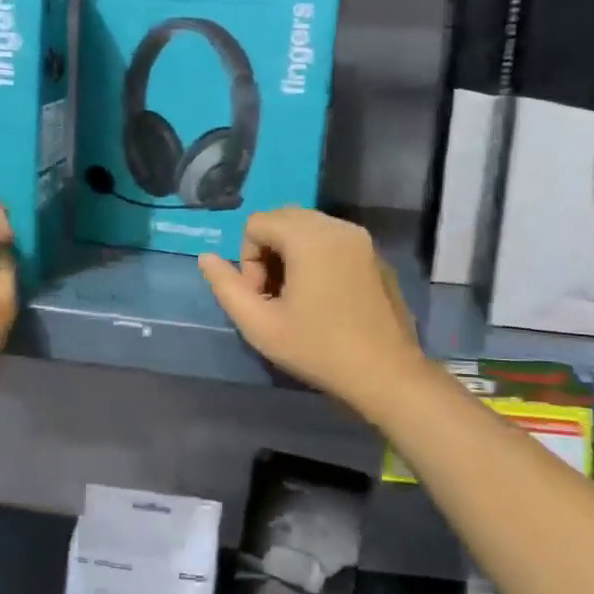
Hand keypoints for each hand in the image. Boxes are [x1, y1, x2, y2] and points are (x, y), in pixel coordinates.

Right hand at [199, 209, 425, 412]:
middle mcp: (337, 226)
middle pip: (282, 219)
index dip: (248, 260)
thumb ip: (226, 287)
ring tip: (298, 299)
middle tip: (276, 297)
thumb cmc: (318, 349)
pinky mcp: (376, 256)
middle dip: (268, 253)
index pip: (256, 224)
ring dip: (291, 255)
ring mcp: (362, 240)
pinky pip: (333, 241)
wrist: (387, 374)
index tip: (262, 297)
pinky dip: (318, 258)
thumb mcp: (259, 325)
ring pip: (308, 228)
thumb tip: (206, 258)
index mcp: (309, 236)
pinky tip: (325, 300)